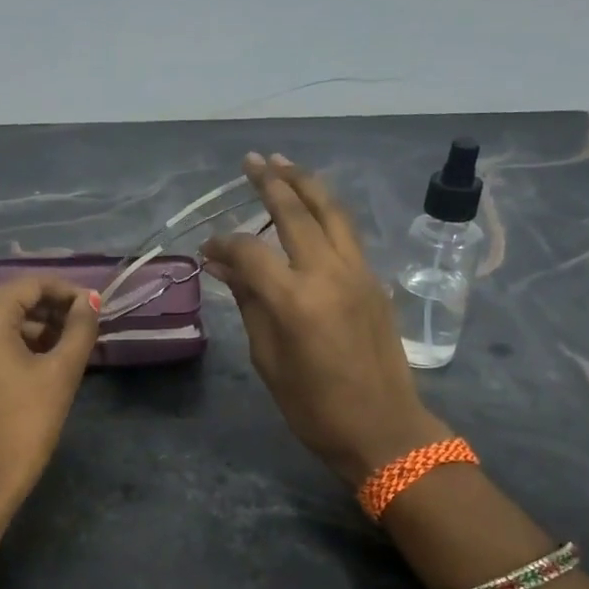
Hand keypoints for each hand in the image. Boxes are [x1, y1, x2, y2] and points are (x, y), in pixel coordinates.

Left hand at [0, 276, 99, 511]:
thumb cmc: (24, 422)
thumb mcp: (60, 371)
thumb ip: (80, 329)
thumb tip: (90, 301)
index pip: (33, 284)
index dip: (69, 292)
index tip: (98, 309)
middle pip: (16, 299)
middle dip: (54, 311)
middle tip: (89, 329)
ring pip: (3, 321)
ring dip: (38, 329)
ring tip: (73, 347)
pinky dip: (18, 344)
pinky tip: (46, 361)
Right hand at [203, 153, 448, 483]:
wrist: (383, 428)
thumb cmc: (314, 406)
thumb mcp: (268, 360)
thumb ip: (248, 303)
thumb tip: (222, 266)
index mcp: (294, 299)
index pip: (249, 252)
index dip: (223, 244)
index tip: (206, 248)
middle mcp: (328, 273)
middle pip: (296, 212)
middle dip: (270, 182)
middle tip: (251, 161)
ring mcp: (358, 272)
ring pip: (331, 212)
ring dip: (306, 183)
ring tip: (283, 163)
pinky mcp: (375, 280)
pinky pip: (347, 232)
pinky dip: (326, 211)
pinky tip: (312, 206)